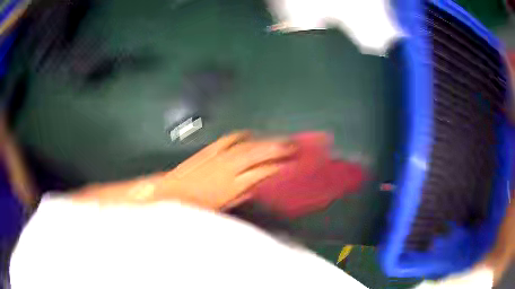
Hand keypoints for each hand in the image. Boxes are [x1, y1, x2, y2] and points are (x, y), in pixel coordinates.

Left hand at [153, 131, 295, 208]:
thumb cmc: (195, 206)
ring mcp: (218, 154)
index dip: (279, 167)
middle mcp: (228, 166)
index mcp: (232, 184)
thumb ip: (243, 196)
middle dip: (278, 148)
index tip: (292, 165)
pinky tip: (249, 134)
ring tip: (279, 139)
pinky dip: (242, 135)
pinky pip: (229, 138)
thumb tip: (257, 188)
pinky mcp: (208, 149)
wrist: (169, 192)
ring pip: (247, 144)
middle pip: (258, 153)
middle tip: (294, 145)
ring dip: (265, 141)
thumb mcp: (222, 208)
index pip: (262, 171)